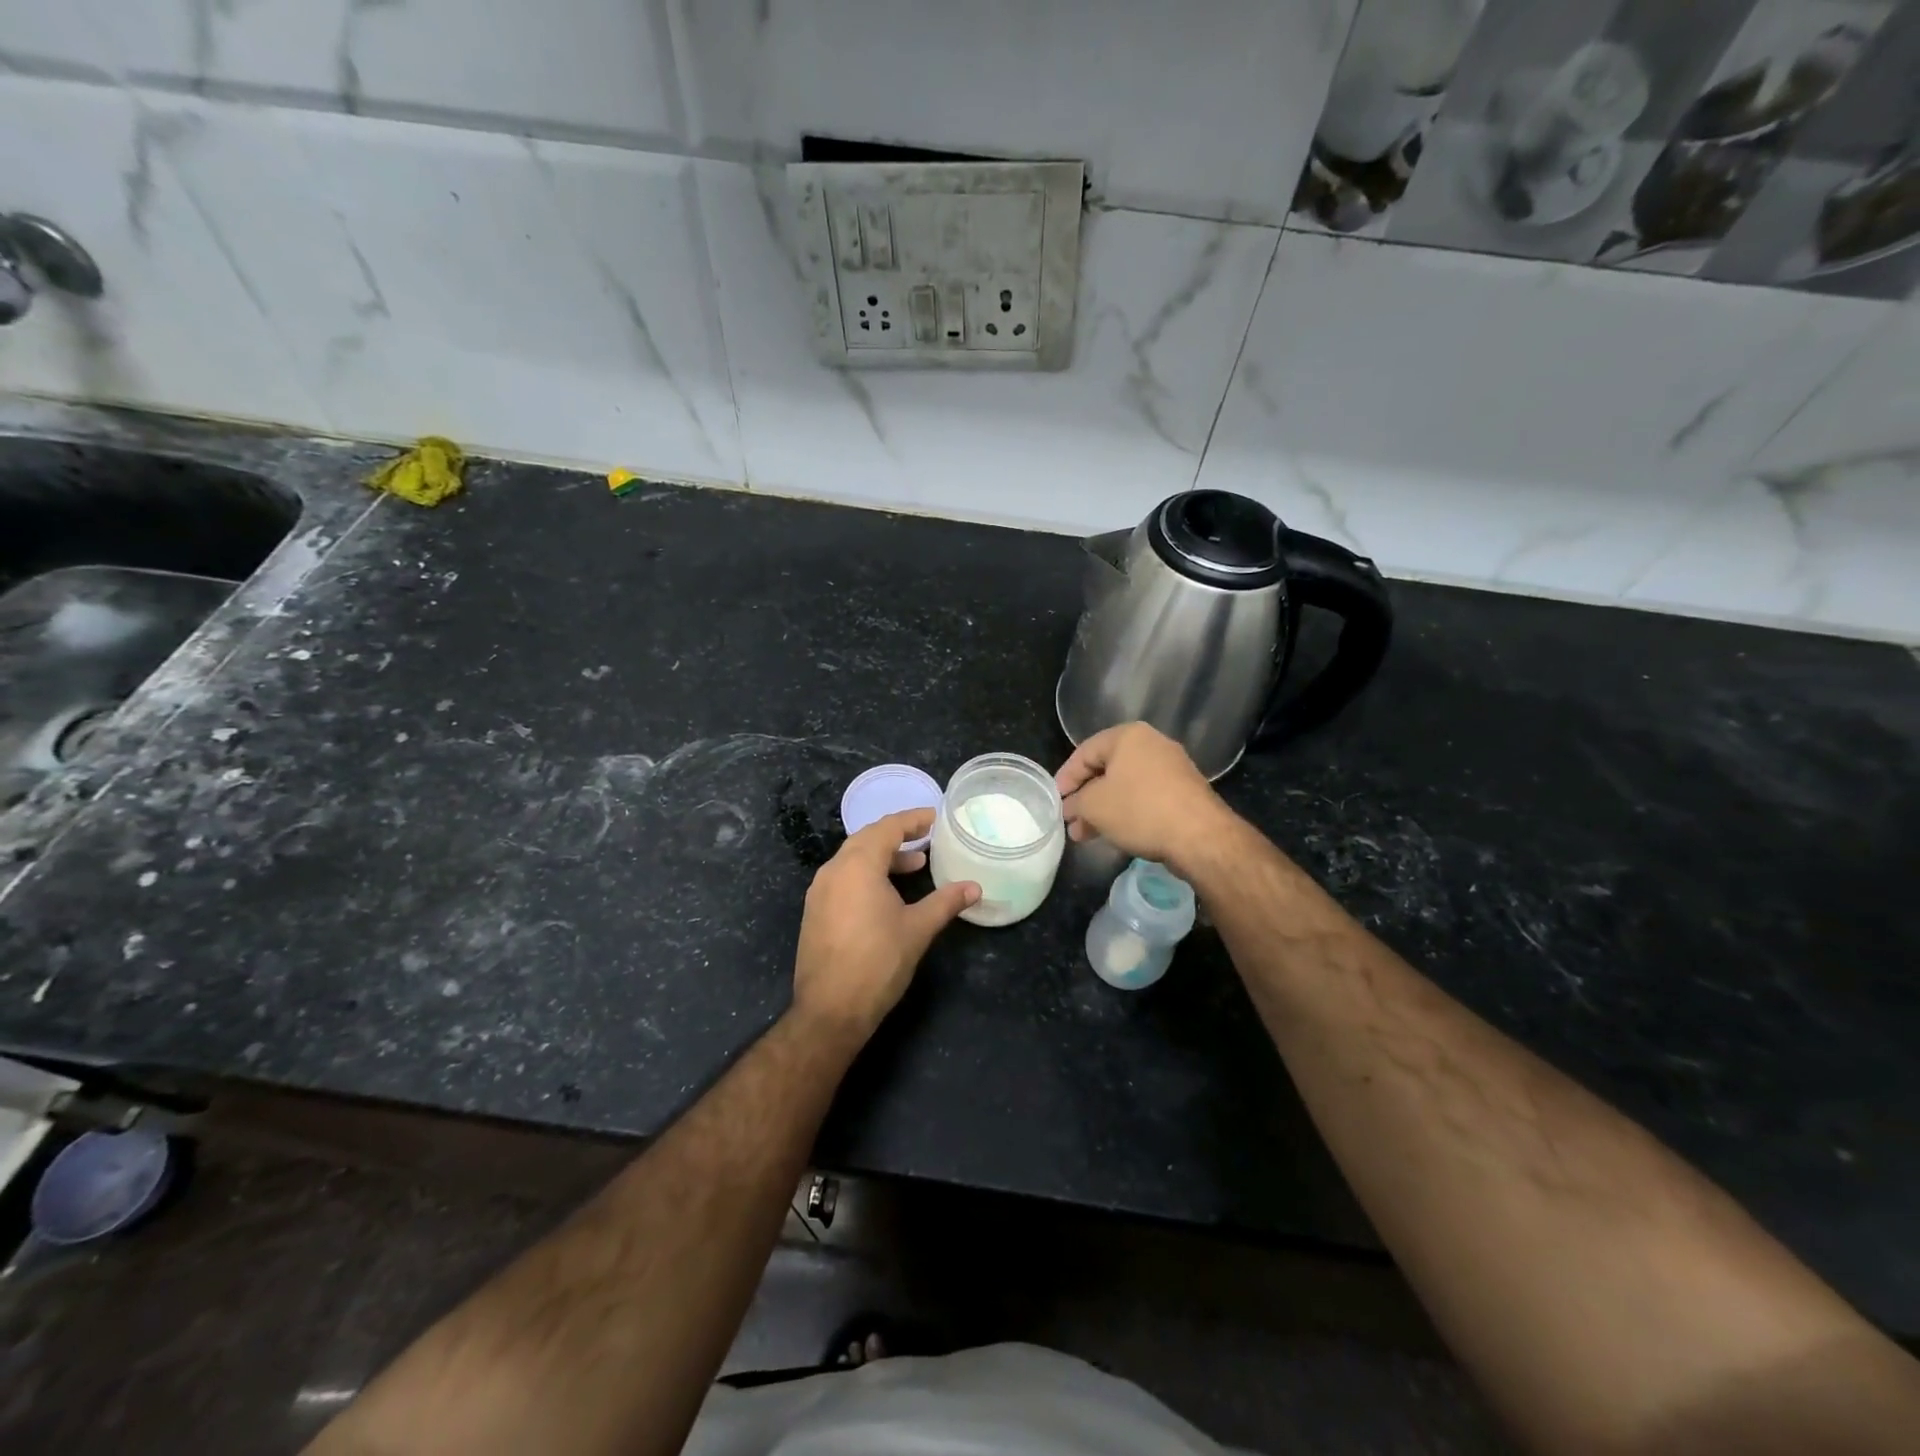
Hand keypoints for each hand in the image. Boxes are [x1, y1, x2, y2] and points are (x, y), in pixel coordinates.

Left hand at [792, 808, 979, 1038]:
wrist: (830, 1010)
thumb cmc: (878, 962)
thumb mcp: (918, 929)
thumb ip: (946, 902)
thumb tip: (975, 888)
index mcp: (857, 865)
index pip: (887, 827)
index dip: (913, 820)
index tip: (935, 818)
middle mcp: (833, 870)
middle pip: (867, 839)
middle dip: (897, 836)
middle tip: (926, 838)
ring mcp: (819, 892)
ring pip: (853, 859)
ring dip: (883, 857)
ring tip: (914, 867)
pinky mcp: (815, 912)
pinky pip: (843, 878)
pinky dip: (867, 875)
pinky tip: (886, 895)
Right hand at [1055, 722, 1236, 876]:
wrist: (1200, 836)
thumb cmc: (1139, 809)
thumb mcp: (1094, 806)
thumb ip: (1076, 803)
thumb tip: (1070, 809)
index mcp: (1128, 736)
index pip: (1085, 752)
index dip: (1066, 777)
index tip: (1056, 800)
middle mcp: (1152, 743)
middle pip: (1107, 769)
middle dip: (1085, 797)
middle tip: (1071, 820)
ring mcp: (1172, 767)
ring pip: (1126, 785)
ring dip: (1104, 808)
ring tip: (1086, 834)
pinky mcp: (1184, 791)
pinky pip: (1145, 796)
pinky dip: (1127, 811)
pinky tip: (1115, 833)